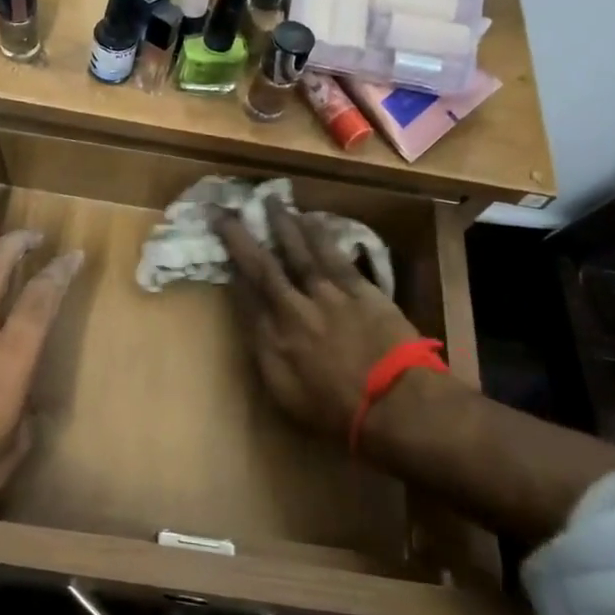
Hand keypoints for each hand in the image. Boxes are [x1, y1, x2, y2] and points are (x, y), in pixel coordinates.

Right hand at [212, 197, 425, 448]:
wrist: (395, 404)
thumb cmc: (336, 411)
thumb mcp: (285, 395)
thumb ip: (265, 356)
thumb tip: (253, 326)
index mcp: (272, 338)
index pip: (245, 294)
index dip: (229, 267)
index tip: (219, 248)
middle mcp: (293, 308)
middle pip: (263, 265)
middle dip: (241, 236)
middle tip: (227, 210)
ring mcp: (329, 294)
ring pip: (300, 251)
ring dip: (284, 225)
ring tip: (272, 203)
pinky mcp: (361, 289)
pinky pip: (336, 255)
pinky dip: (322, 236)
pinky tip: (313, 221)